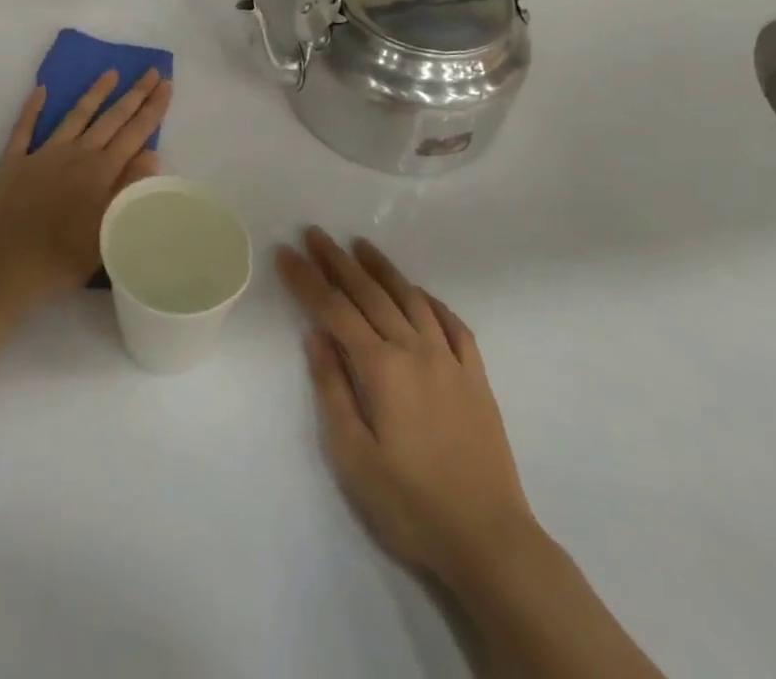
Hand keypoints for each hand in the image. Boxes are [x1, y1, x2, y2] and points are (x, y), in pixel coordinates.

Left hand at [0, 69, 172, 301]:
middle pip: (111, 118)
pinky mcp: (14, 160)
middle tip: (150, 70)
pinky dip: (33, 108)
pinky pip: (24, 127)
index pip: (135, 133)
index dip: (153, 108)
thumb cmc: (63, 257)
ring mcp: (43, 153)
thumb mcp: (109, 229)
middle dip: (134, 94)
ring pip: (75, 115)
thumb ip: (129, 188)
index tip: (166, 83)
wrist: (6, 264)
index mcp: (101, 171)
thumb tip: (152, 154)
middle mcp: (76, 154)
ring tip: (110, 72)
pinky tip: (41, 90)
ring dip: (94, 93)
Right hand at [278, 229, 539, 586]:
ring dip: (382, 269)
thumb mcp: (353, 456)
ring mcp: (450, 361)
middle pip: (369, 294)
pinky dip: (431, 301)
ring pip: (410, 299)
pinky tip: (419, 293)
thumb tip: (316, 335)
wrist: (491, 542)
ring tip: (360, 245)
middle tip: (315, 233)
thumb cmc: (411, 504)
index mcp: (381, 368)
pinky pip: (453, 325)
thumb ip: (332, 389)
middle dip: (337, 261)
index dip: (306, 279)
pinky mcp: (477, 379)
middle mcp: (415, 351)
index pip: (334, 309)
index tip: (284, 252)